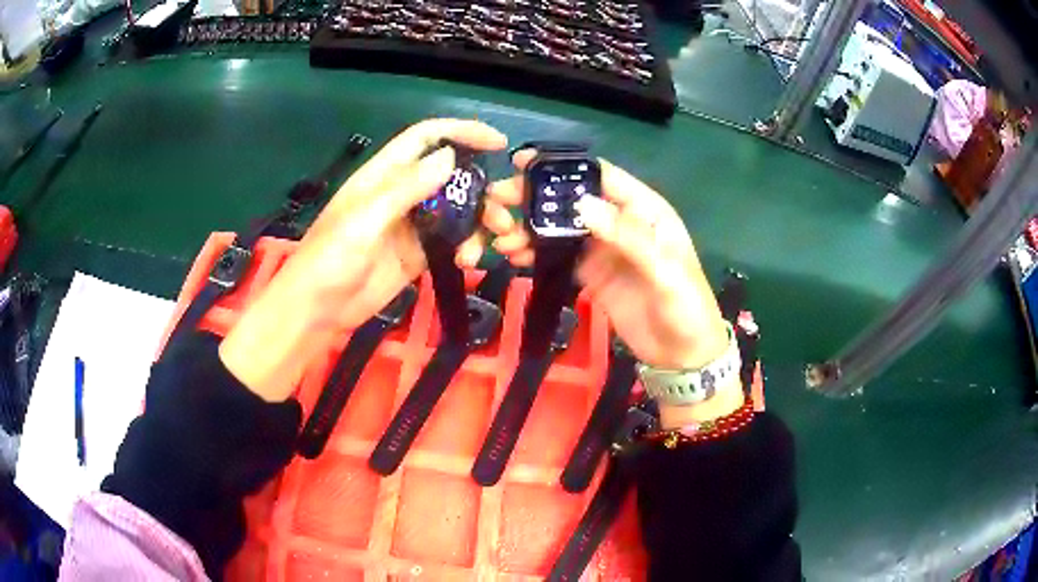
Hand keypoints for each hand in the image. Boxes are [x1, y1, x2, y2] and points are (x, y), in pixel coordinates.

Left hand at [221, 119, 507, 400]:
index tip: (498, 142)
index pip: (427, 139)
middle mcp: (401, 193)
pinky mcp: (417, 254)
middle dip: (480, 186)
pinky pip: (451, 240)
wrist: (318, 310)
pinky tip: (470, 260)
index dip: (461, 132)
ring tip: (496, 238)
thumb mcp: (365, 219)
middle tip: (504, 208)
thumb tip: (449, 157)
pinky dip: (467, 245)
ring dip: (479, 220)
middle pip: (449, 175)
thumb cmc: (330, 258)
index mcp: (384, 174)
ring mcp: (411, 225)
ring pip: (455, 209)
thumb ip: (406, 187)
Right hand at [485, 151, 728, 371]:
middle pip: (573, 200)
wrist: (683, 356)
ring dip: (530, 227)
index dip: (564, 167)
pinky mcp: (591, 274)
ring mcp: (603, 249)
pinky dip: (536, 252)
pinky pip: (559, 256)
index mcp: (644, 211)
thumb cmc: (686, 308)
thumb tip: (582, 205)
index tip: (522, 163)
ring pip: (561, 227)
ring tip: (501, 235)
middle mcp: (620, 222)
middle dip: (536, 197)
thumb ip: (628, 237)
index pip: (602, 177)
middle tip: (499, 200)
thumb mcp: (665, 272)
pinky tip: (514, 255)